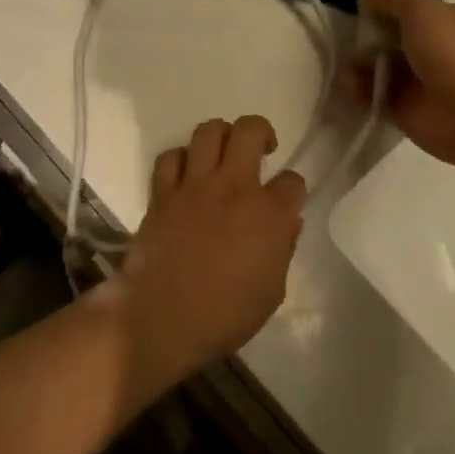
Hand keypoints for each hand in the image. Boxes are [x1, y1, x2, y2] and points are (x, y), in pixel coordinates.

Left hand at [117, 115, 306, 377]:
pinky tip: (186, 175)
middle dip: (262, 132)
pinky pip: (170, 158)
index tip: (287, 201)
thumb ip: (283, 249)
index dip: (293, 189)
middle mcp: (234, 188)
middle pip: (250, 130)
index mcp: (269, 214)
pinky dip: (181, 159)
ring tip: (223, 155)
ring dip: (221, 136)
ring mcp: (194, 187)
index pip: (293, 181)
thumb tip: (287, 223)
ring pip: (209, 131)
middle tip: (261, 150)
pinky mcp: (162, 196)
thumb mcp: (273, 290)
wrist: (161, 323)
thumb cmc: (225, 316)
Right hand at [351, 0, 454, 166]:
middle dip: (367, 37)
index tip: (358, 7)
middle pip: (391, 39)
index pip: (410, 10)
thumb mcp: (421, 11)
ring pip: (380, 67)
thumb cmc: (450, 52)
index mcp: (446, 21)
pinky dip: (360, 90)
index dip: (384, 7)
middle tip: (343, 37)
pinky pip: (374, 95)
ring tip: (343, 63)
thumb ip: (392, 0)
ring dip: (359, 64)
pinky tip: (349, 85)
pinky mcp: (403, 109)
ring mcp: (418, 81)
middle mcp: (434, 50)